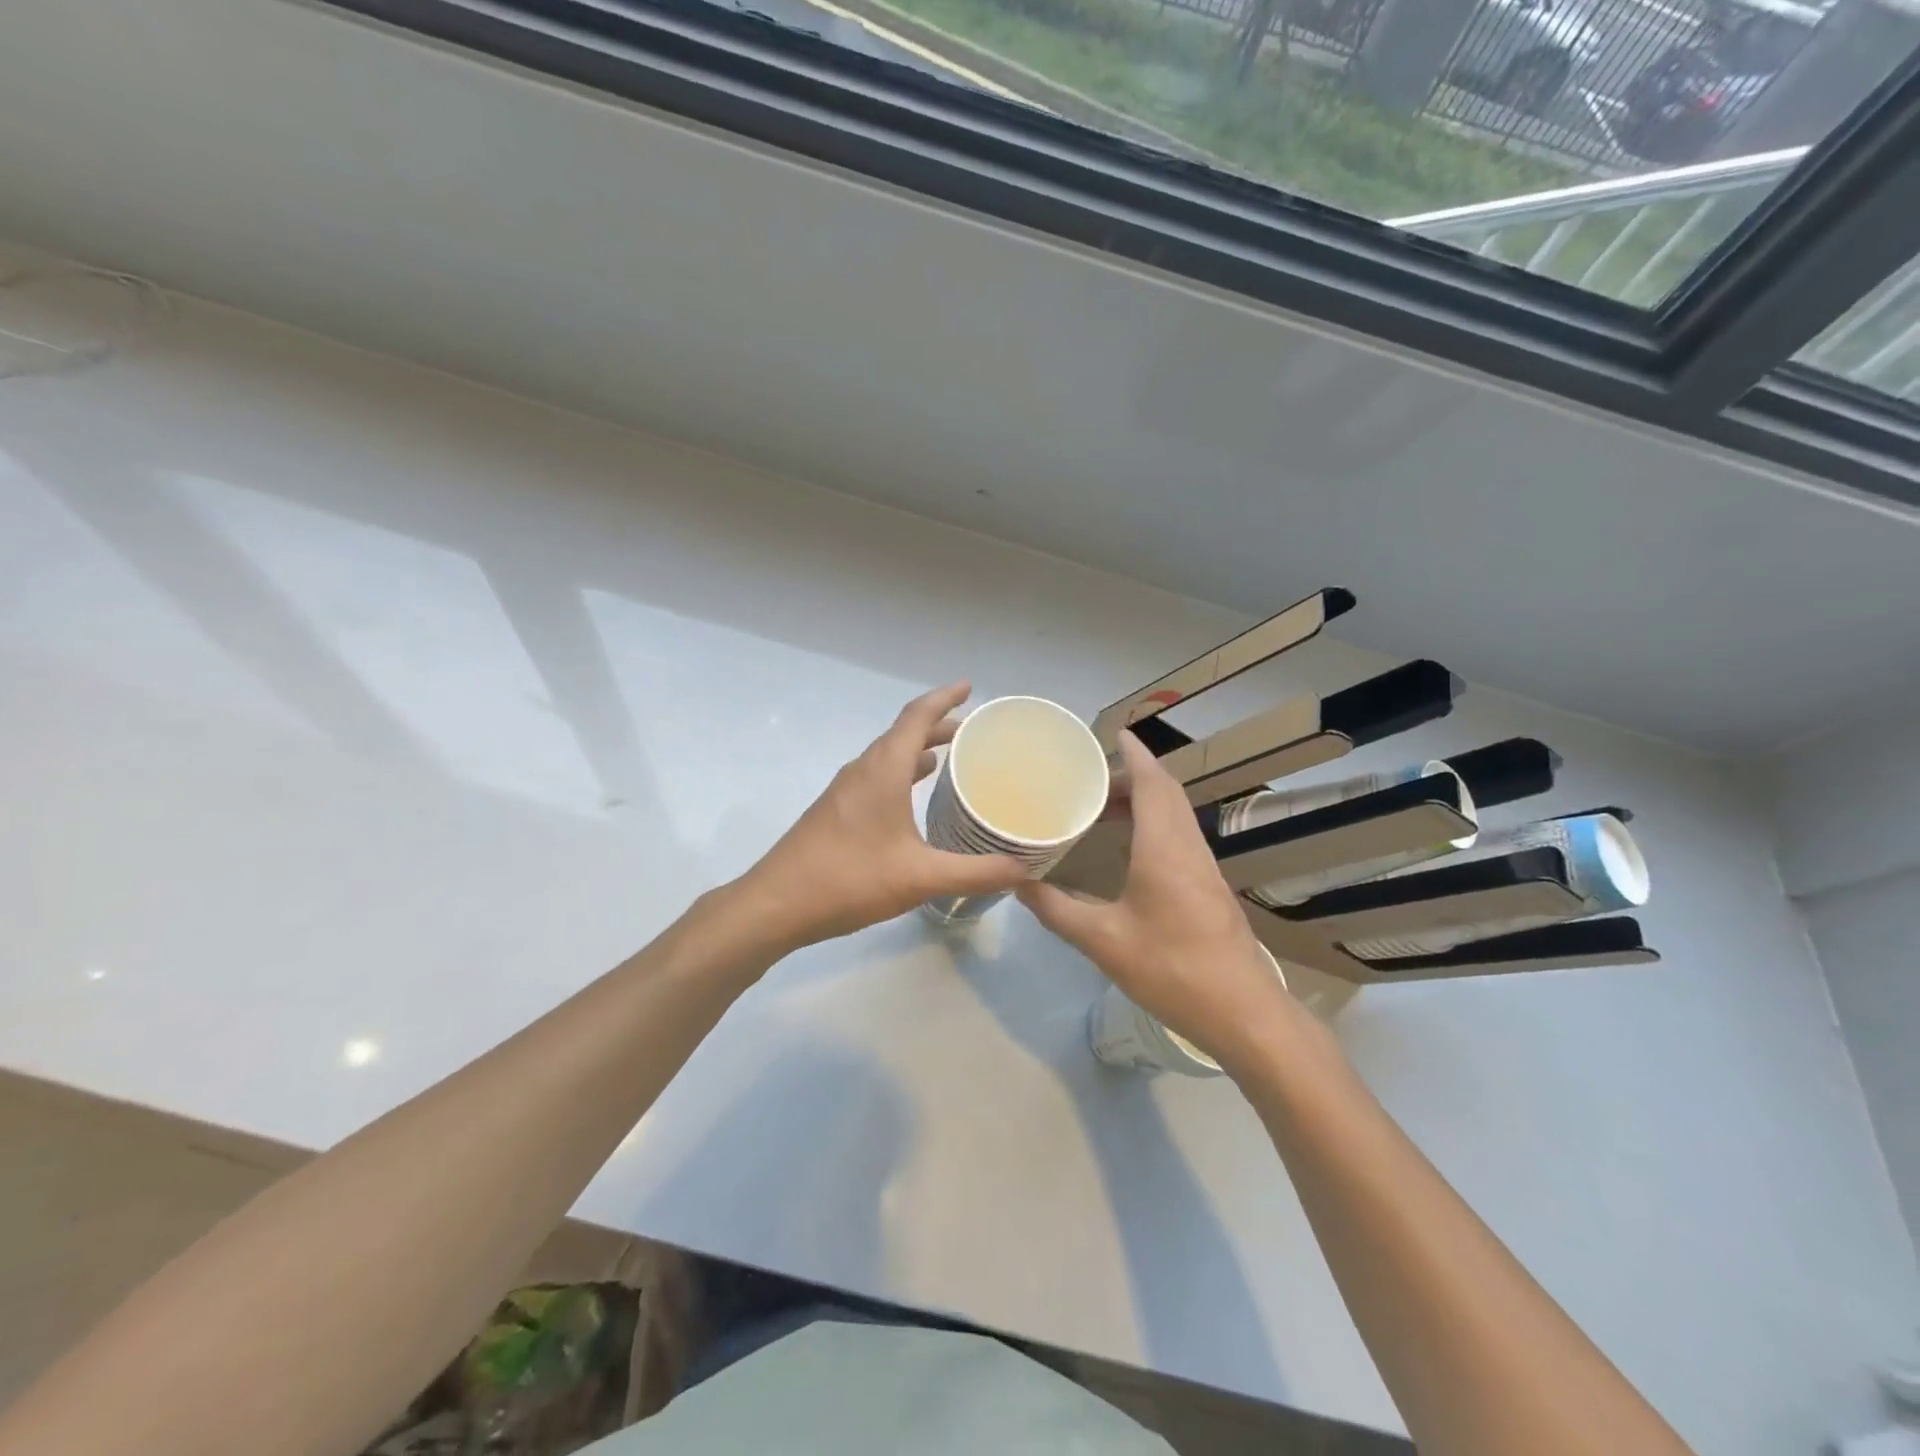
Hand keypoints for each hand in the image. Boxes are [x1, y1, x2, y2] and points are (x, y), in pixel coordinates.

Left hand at [738, 683, 1026, 949]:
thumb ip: (975, 873)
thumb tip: (1022, 869)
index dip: (944, 697)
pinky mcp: (836, 811)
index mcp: (883, 770)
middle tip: (972, 731)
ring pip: (888, 757)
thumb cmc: (849, 879)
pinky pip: (877, 777)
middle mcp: (863, 770)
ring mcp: (844, 791)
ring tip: (950, 758)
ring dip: (918, 750)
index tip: (969, 687)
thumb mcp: (920, 877)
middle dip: (938, 725)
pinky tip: (914, 798)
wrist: (777, 904)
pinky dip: (902, 774)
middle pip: (903, 733)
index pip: (916, 716)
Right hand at [1017, 731, 1295, 1069]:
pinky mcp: (1210, 888)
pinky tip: (1131, 848)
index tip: (1115, 734)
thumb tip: (1017, 883)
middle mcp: (1188, 848)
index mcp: (1164, 848)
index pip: (1152, 784)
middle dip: (1133, 775)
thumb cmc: (1172, 969)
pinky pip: (1179, 837)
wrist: (1244, 1013)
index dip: (1135, 755)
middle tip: (1092, 777)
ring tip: (1105, 806)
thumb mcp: (1104, 941)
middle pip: (1166, 793)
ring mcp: (1204, 868)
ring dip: (1145, 800)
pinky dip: (1154, 824)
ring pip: (1176, 815)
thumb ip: (1057, 910)